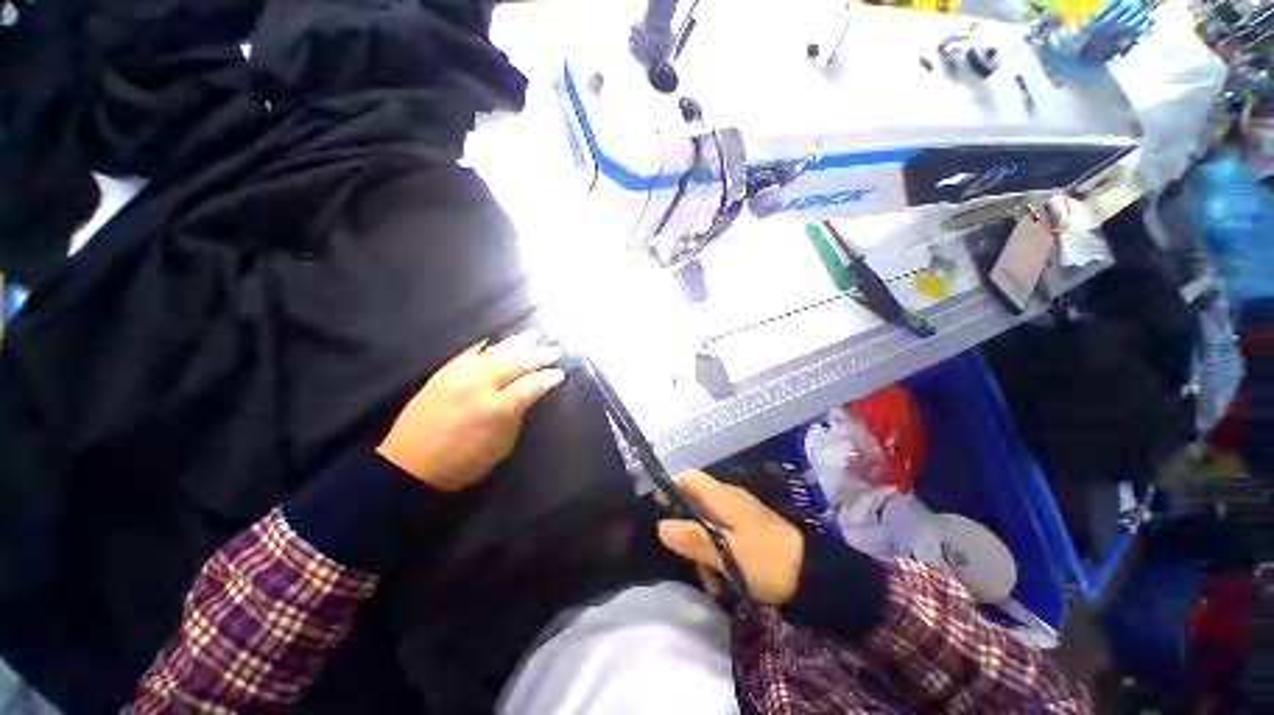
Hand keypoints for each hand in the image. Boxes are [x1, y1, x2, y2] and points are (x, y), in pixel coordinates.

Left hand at [376, 331, 564, 491]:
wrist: (409, 464)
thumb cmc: (463, 462)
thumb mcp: (501, 446)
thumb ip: (517, 416)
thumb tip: (529, 394)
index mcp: (497, 408)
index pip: (530, 385)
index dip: (547, 377)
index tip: (559, 372)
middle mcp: (479, 386)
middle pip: (515, 363)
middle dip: (537, 355)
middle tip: (553, 350)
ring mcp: (459, 376)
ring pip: (494, 352)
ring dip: (516, 343)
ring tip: (532, 336)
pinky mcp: (443, 373)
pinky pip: (468, 353)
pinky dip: (485, 346)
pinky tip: (495, 341)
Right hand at [656, 471, 804, 604]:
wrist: (813, 575)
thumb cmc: (766, 560)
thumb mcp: (726, 554)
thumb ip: (693, 539)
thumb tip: (660, 526)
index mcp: (722, 496)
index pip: (688, 478)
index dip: (671, 489)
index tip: (660, 512)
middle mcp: (728, 498)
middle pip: (694, 503)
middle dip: (687, 530)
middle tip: (689, 560)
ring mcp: (739, 513)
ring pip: (706, 523)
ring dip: (702, 549)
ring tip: (711, 580)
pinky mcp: (748, 529)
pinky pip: (721, 534)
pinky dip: (717, 553)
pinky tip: (724, 579)